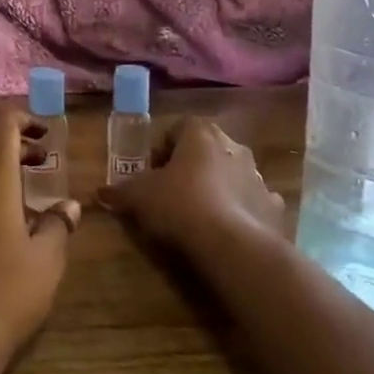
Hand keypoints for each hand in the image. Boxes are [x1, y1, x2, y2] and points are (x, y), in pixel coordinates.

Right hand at [99, 118, 283, 253]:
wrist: (231, 245)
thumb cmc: (180, 205)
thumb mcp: (139, 197)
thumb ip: (120, 191)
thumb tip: (100, 192)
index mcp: (200, 134)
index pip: (178, 127)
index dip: (163, 147)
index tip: (152, 171)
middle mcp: (233, 146)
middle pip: (207, 148)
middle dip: (192, 165)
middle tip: (173, 191)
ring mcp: (258, 176)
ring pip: (233, 174)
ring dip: (219, 186)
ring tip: (200, 215)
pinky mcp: (273, 207)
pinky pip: (254, 202)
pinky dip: (242, 211)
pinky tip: (228, 230)